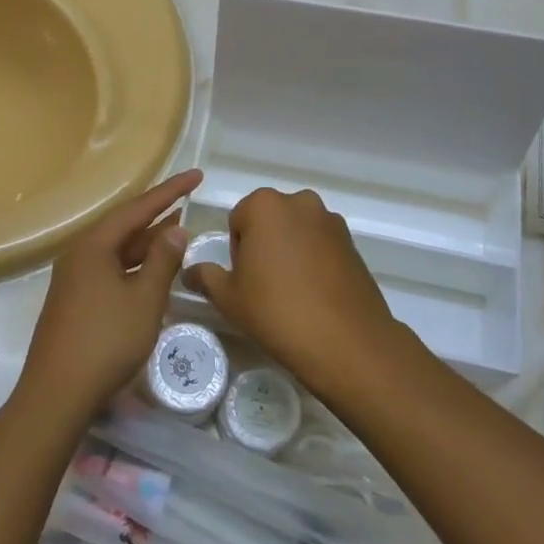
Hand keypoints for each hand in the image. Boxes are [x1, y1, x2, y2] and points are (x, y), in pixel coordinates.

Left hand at [16, 170, 201, 426]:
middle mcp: (79, 255)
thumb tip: (175, 229)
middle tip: (189, 202)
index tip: (196, 176)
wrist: (57, 394)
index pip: (137, 208)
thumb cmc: (106, 341)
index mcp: (93, 246)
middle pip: (123, 226)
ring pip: (117, 251)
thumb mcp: (144, 299)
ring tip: (177, 232)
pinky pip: (110, 270)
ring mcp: (73, 280)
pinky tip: (152, 274)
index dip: (170, 191)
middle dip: (157, 215)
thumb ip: (162, 261)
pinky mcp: (73, 302)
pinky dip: (134, 267)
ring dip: (147, 243)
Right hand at [187, 187, 399, 396]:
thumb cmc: (276, 311)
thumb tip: (190, 271)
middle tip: (264, 286)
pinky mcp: (353, 243)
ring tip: (292, 293)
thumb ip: (205, 277)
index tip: (244, 279)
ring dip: (290, 251)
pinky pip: (321, 246)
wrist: (345, 342)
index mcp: (265, 205)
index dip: (236, 251)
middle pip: (269, 220)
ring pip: (297, 232)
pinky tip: (314, 294)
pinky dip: (314, 262)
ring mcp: (331, 221)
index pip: (237, 220)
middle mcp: (300, 202)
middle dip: (264, 245)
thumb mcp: (228, 297)